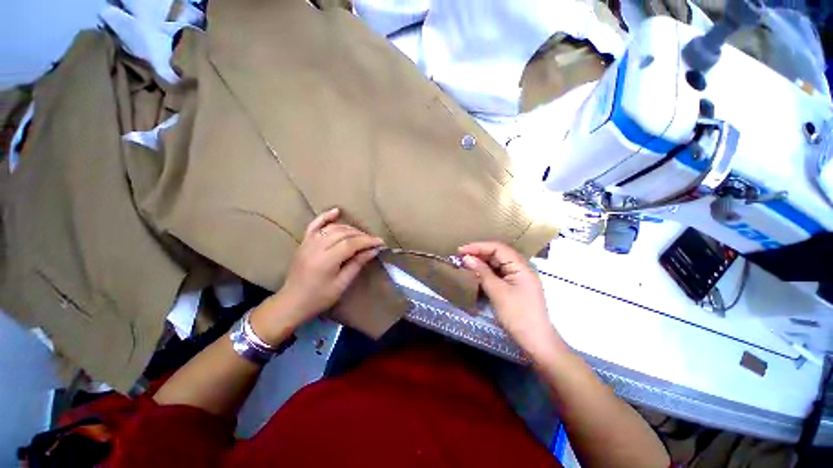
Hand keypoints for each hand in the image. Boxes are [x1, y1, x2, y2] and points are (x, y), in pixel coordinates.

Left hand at [251, 208, 383, 344]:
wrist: (292, 302)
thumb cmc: (319, 298)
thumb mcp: (342, 284)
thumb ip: (357, 264)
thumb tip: (373, 250)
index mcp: (326, 261)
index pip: (351, 244)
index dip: (368, 241)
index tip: (381, 243)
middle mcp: (316, 247)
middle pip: (343, 233)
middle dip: (361, 235)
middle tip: (373, 242)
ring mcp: (308, 242)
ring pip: (333, 228)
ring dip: (350, 229)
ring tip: (362, 235)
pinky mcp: (304, 242)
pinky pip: (315, 224)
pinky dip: (326, 216)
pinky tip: (337, 211)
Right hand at [458, 242, 566, 358]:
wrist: (536, 342)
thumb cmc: (518, 315)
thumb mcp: (498, 292)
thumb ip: (482, 272)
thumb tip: (467, 257)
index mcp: (521, 266)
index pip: (498, 248)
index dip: (478, 246)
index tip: (461, 250)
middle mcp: (521, 268)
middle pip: (498, 254)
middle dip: (479, 253)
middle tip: (460, 256)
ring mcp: (518, 278)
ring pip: (497, 264)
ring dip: (482, 262)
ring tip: (465, 263)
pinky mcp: (514, 287)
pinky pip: (498, 274)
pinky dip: (486, 272)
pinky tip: (476, 273)